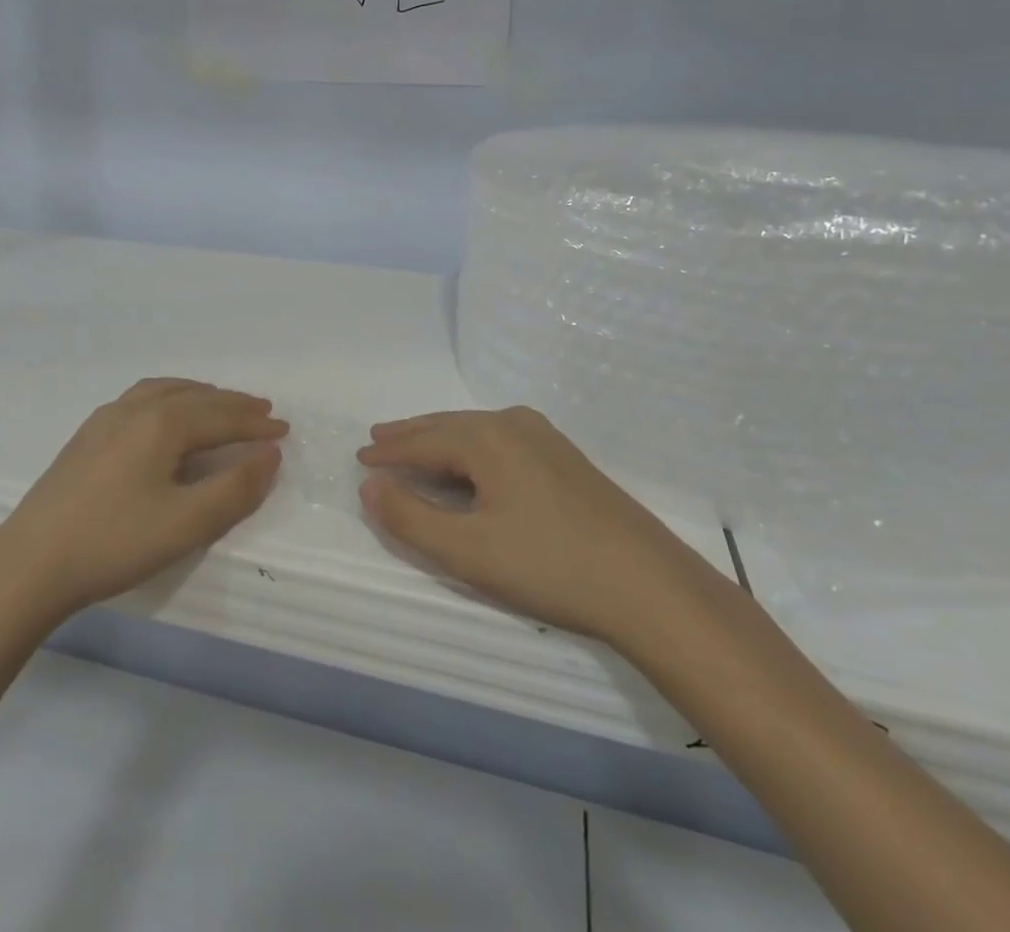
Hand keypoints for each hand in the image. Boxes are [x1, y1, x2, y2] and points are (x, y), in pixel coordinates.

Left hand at [0, 379, 286, 622]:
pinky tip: (164, 416)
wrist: (29, 564)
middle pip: (196, 397)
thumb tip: (270, 455)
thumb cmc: (114, 543)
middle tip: (263, 413)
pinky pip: (141, 399)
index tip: (285, 432)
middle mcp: (136, 408)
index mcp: (163, 423)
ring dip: (200, 396)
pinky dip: (170, 398)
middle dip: (233, 405)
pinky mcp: (87, 435)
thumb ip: (235, 489)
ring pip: (166, 392)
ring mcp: (106, 418)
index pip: (222, 417)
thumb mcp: (186, 524)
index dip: (256, 425)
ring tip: (220, 404)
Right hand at [357, 406, 730, 651]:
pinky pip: (500, 442)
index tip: (359, 456)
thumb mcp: (467, 551)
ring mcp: (544, 438)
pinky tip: (470, 467)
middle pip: (447, 426)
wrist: (649, 586)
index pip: (422, 441)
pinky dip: (471, 451)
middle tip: (378, 440)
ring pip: (476, 432)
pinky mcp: (565, 459)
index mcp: (487, 438)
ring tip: (415, 448)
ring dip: (441, 441)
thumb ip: (410, 518)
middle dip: (410, 435)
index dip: (388, 451)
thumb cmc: (549, 566)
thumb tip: (369, 487)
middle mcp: (513, 424)